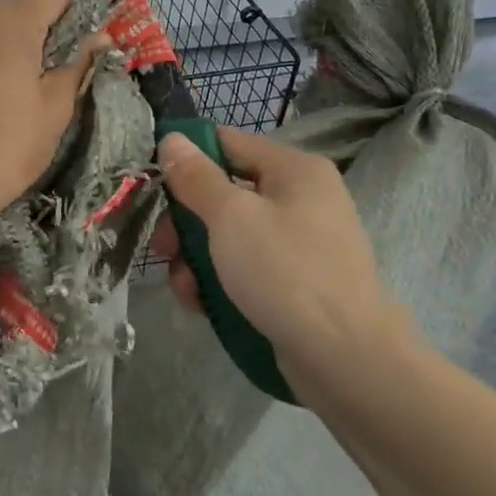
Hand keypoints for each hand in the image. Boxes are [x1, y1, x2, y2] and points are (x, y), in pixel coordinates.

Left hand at [0, 0, 106, 233]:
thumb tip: (99, 38)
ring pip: (0, 34)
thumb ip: (78, 65)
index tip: (79, 63)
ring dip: (20, 57)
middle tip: (55, 92)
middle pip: (26, 12)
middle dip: (47, 42)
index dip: (76, 23)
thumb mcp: (55, 108)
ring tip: (22, 105)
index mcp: (9, 19)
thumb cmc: (4, 147)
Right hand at [153, 127, 414, 375]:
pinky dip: (218, 280)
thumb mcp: (230, 217)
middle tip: (162, 249)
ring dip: (195, 258)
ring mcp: (299, 242)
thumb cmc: (285, 272)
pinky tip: (202, 304)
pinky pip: (244, 266)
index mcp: (294, 169)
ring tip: (185, 287)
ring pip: (227, 235)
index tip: (151, 184)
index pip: (227, 142)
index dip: (186, 158)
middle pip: (223, 193)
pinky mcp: (294, 281)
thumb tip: (172, 138)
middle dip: (185, 222)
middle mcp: (300, 198)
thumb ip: (196, 176)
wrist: (344, 357)